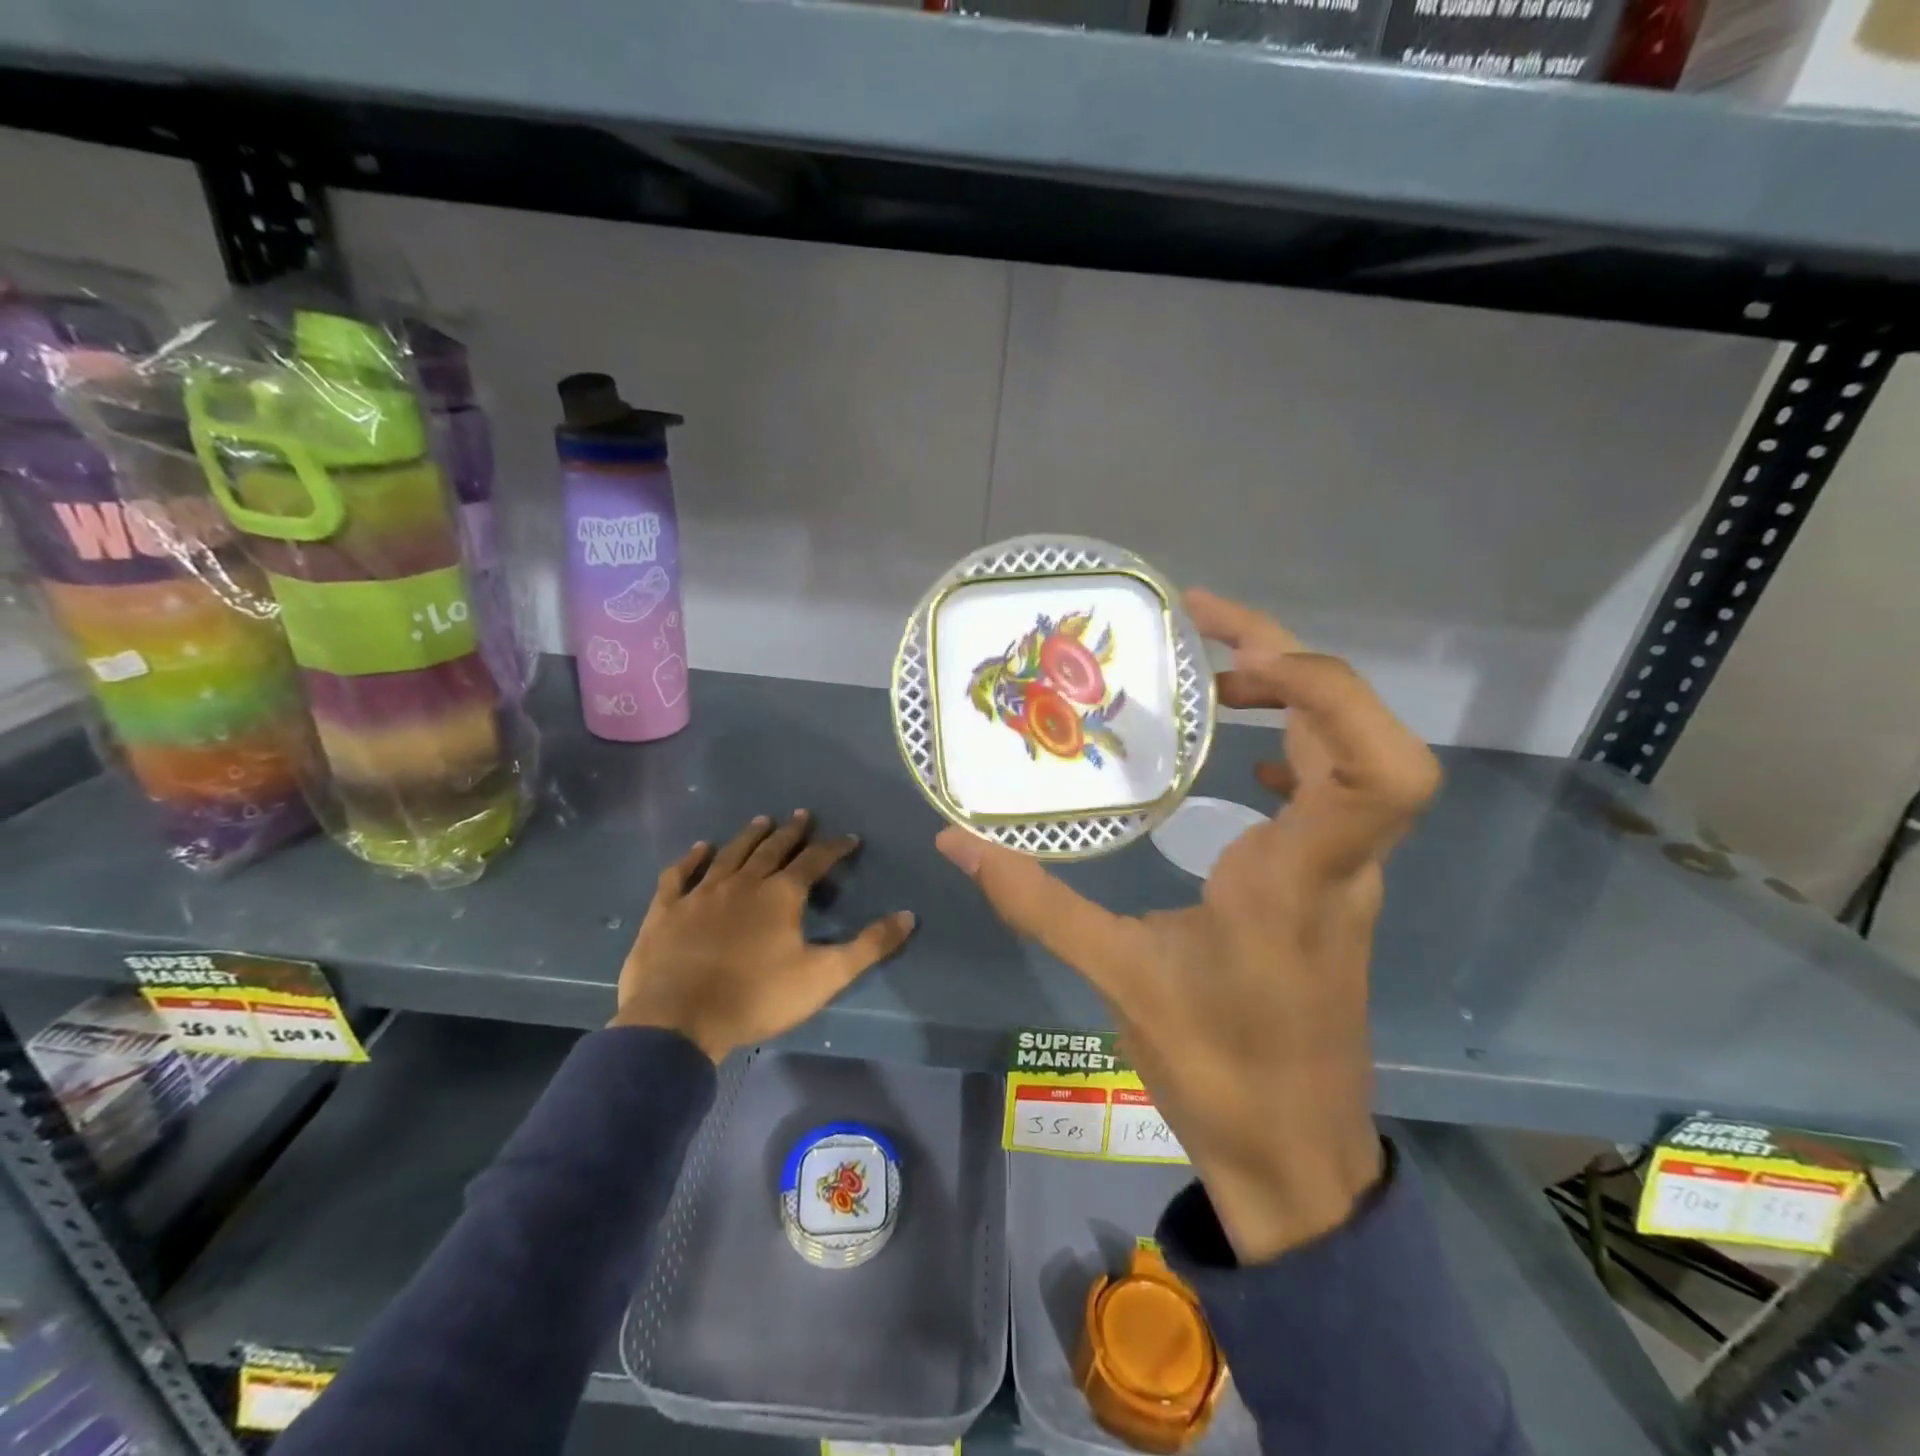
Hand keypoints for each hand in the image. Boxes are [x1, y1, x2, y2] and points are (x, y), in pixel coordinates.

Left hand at [613, 811, 915, 1060]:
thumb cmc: (757, 998)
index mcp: (781, 895)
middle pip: (772, 849)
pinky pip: (680, 874)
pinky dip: (691, 859)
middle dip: (791, 832)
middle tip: (802, 815)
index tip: (850, 838)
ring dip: (748, 836)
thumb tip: (909, 916)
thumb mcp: (824, 977)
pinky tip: (699, 849)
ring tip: (762, 820)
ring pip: (730, 854)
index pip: (815, 861)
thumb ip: (868, 946)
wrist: (678, 1020)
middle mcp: (743, 883)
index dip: (834, 848)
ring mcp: (701, 893)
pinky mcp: (667, 910)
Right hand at [937, 589, 1439, 1262]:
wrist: (1294, 1155)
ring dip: (1299, 699)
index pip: (1376, 769)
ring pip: (1358, 758)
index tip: (1233, 658)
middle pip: (1371, 738)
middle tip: (1207, 636)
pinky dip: (1302, 749)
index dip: (1325, 689)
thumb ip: (1033, 900)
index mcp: (1299, 877)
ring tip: (1216, 681)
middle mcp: (1342, 863)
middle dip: (1297, 665)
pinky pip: (1339, 792)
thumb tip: (956, 841)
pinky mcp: (1338, 888)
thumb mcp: (1115, 976)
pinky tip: (1245, 764)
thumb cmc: (1214, 1068)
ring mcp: (1349, 874)